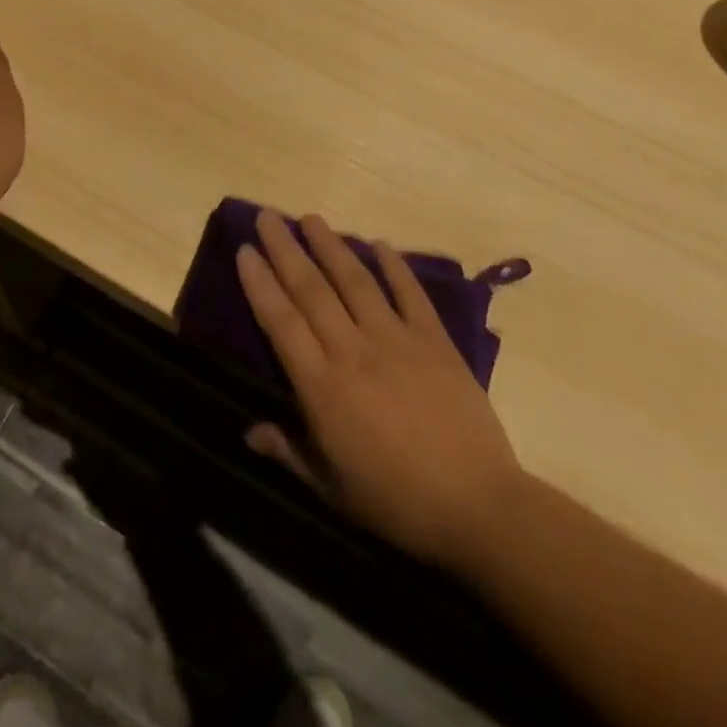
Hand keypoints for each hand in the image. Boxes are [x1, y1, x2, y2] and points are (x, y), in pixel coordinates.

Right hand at [236, 210, 527, 571]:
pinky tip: (380, 244)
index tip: (245, 250)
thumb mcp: (331, 488)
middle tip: (267, 216)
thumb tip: (248, 431)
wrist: (481, 510)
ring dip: (331, 245)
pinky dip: (394, 267)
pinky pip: (410, 296)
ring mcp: (396, 342)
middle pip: (311, 289)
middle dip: (285, 249)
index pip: (280, 321)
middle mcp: (353, 352)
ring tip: (311, 217)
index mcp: (322, 387)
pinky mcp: (435, 343)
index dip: (260, 283)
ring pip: (355, 282)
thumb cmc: (397, 503)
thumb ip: (288, 452)